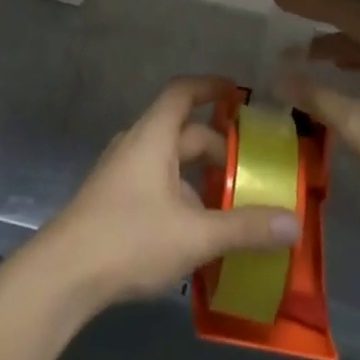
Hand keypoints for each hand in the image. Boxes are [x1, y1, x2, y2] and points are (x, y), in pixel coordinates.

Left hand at [34, 76, 301, 312]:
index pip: (183, 92)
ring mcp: (122, 171)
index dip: (211, 87)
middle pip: (183, 132)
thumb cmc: (131, 238)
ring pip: (170, 162)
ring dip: (200, 178)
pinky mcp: (114, 198)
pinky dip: (182, 196)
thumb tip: (294, 222)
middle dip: (217, 148)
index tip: (239, 95)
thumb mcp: (195, 235)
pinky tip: (198, 233)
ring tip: (231, 206)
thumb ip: (245, 228)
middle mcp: (137, 143)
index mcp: (154, 135)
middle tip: (251, 172)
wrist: (65, 272)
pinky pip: (157, 183)